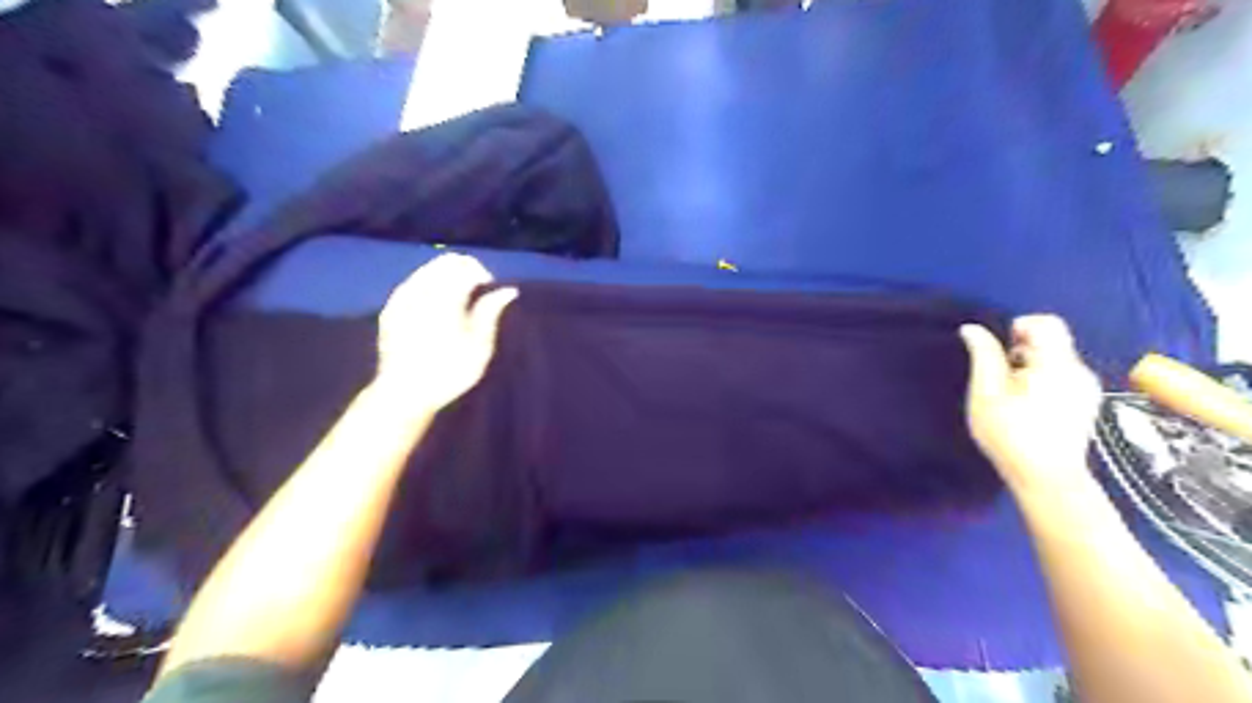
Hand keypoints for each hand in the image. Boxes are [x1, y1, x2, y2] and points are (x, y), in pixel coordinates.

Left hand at [378, 251, 521, 411]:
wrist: (404, 394)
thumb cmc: (449, 373)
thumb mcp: (479, 347)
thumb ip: (490, 313)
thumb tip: (508, 290)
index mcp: (445, 300)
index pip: (464, 266)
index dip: (481, 272)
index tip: (489, 287)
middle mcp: (421, 292)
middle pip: (444, 262)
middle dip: (463, 269)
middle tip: (476, 289)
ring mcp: (401, 299)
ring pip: (426, 270)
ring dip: (445, 276)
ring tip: (458, 298)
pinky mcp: (390, 309)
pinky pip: (411, 284)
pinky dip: (427, 286)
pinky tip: (435, 306)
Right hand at [960, 316, 1098, 497]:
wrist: (1047, 479)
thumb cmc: (1010, 435)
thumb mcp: (985, 394)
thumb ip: (983, 356)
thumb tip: (972, 329)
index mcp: (1056, 364)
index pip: (1046, 323)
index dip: (1018, 327)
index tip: (999, 352)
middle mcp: (1079, 370)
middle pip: (1051, 341)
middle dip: (1020, 351)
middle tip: (999, 379)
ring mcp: (1087, 387)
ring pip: (1055, 359)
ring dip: (1030, 367)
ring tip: (1011, 396)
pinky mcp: (1087, 402)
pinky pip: (1062, 376)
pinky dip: (1042, 380)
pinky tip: (1028, 406)